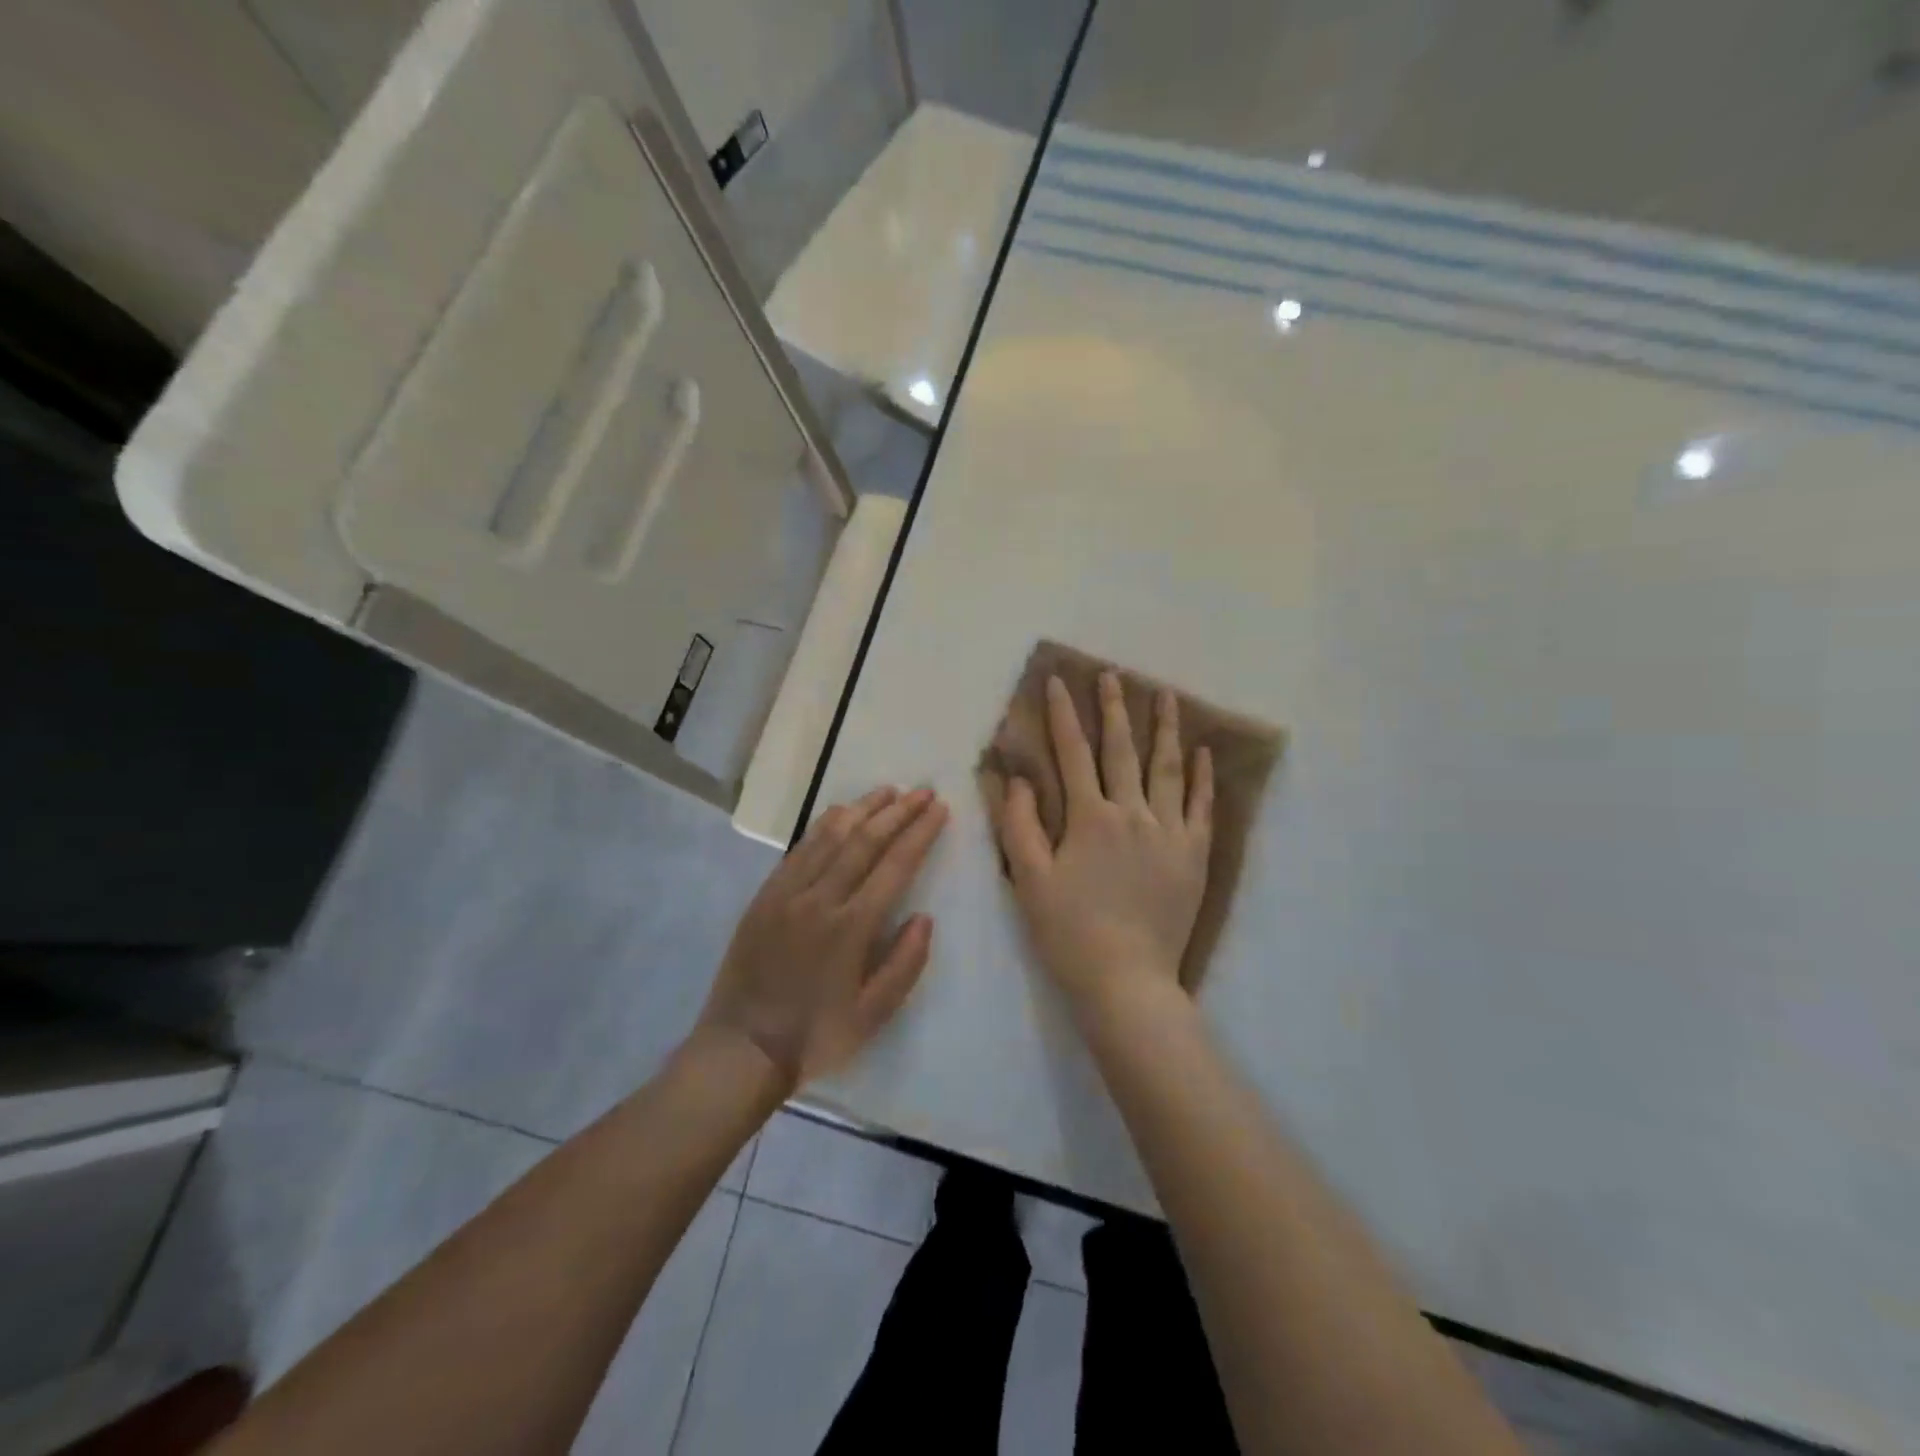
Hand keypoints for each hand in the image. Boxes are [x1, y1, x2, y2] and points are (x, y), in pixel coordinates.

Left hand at [700, 786, 948, 1088]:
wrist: (742, 1048)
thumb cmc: (815, 1036)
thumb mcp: (873, 1015)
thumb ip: (904, 964)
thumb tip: (924, 917)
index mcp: (851, 928)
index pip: (895, 866)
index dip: (920, 833)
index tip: (939, 809)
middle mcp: (820, 899)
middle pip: (865, 841)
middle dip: (898, 812)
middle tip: (922, 791)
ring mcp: (788, 894)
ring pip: (829, 836)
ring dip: (861, 809)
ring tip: (887, 791)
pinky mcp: (765, 896)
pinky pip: (798, 849)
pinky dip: (823, 826)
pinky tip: (838, 814)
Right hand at [990, 673, 1212, 1018]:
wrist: (1127, 980)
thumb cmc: (1069, 932)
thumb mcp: (1029, 879)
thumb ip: (1019, 824)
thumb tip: (1016, 778)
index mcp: (1089, 818)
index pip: (1072, 753)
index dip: (1063, 715)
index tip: (1058, 681)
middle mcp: (1132, 814)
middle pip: (1123, 750)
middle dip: (1114, 709)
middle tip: (1112, 675)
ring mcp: (1170, 833)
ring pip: (1167, 768)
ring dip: (1165, 729)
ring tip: (1165, 696)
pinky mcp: (1194, 855)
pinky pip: (1201, 806)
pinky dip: (1202, 776)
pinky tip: (1202, 751)